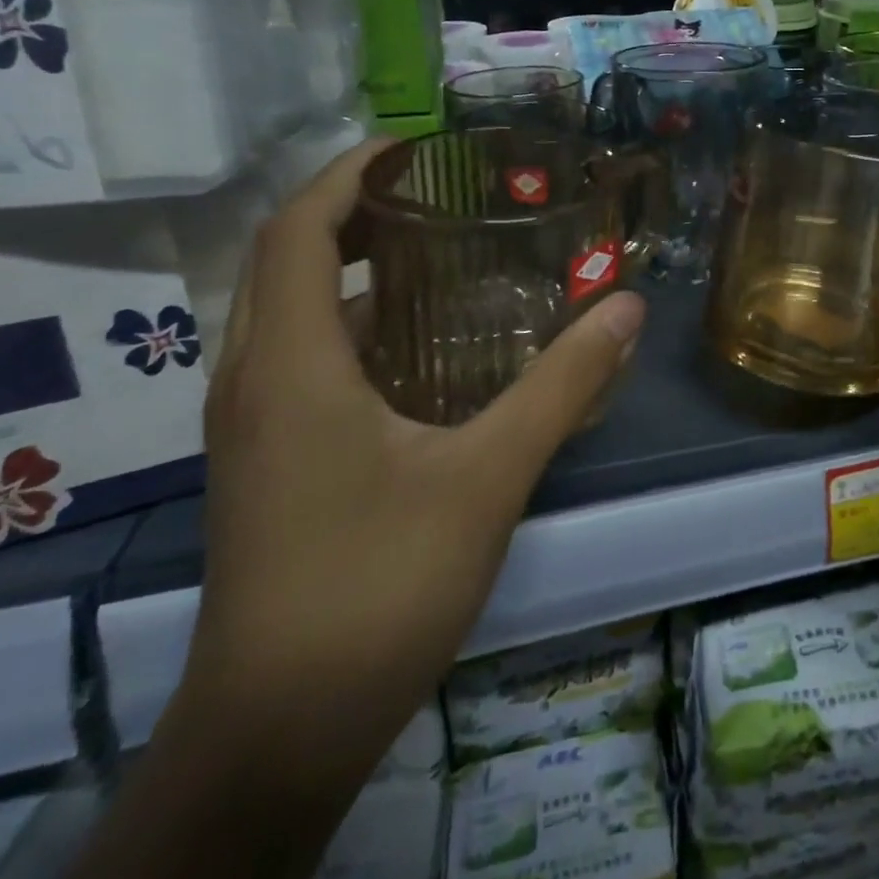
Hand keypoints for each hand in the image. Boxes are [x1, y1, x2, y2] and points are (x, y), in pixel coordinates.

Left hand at [176, 139, 646, 786]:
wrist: (280, 730)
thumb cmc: (378, 586)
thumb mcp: (488, 475)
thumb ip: (562, 385)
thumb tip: (626, 308)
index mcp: (292, 363)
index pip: (298, 229)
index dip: (348, 173)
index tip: (412, 149)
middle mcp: (254, 378)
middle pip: (288, 260)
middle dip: (355, 212)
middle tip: (439, 197)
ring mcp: (252, 424)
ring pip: (292, 313)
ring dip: (352, 270)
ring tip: (436, 257)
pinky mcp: (265, 460)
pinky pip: (300, 359)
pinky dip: (353, 327)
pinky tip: (420, 352)